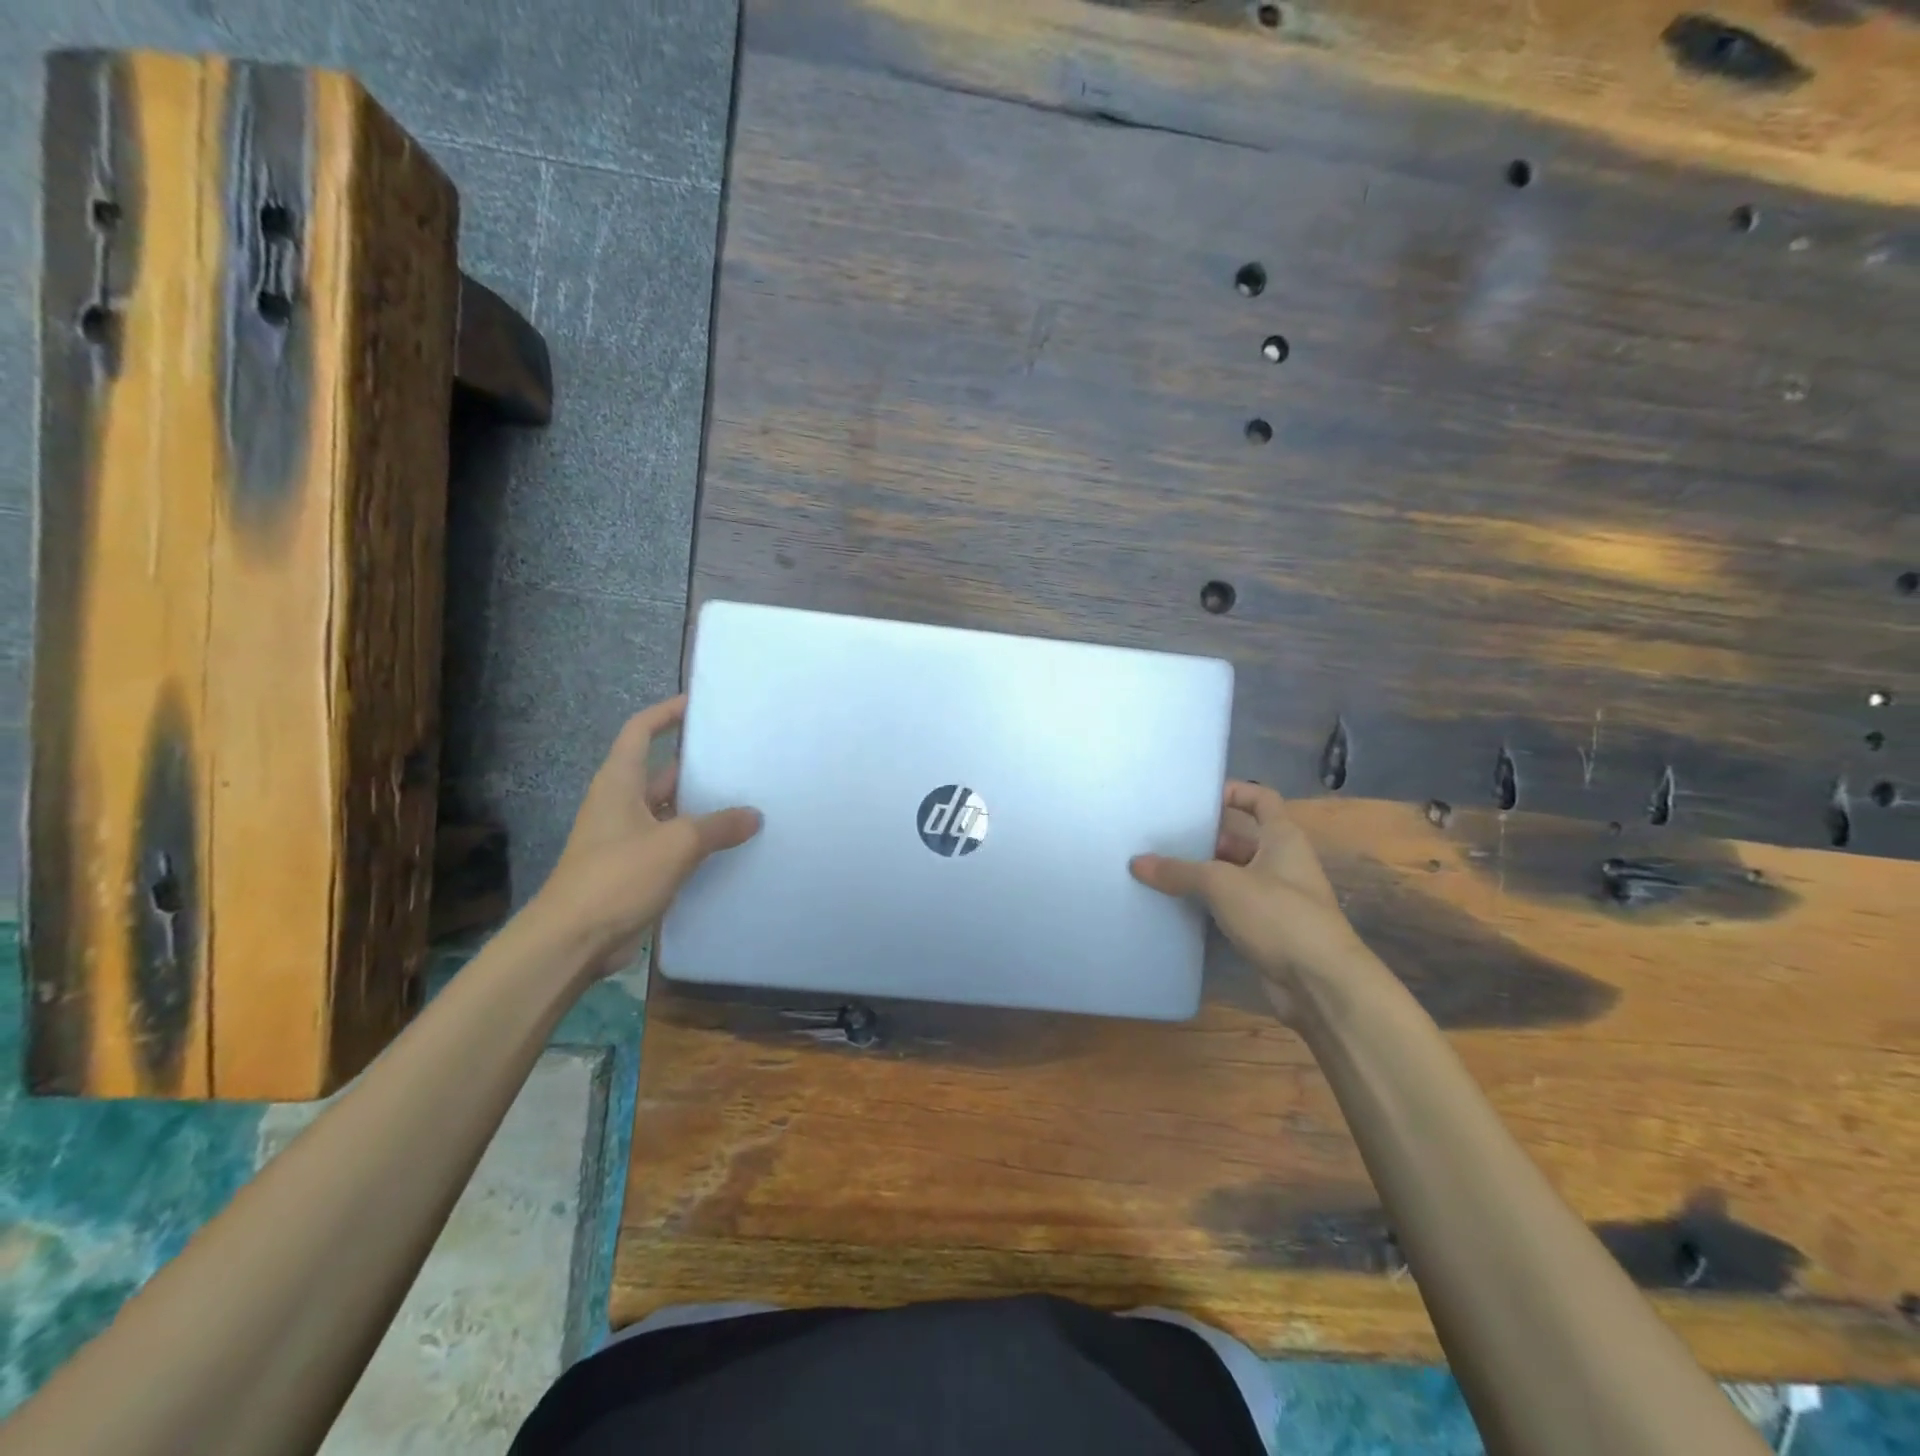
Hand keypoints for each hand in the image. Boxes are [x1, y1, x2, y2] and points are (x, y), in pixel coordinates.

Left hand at [532, 695, 759, 973]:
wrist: (573, 940)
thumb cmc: (618, 876)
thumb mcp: (676, 843)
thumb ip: (719, 826)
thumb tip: (753, 816)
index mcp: (619, 783)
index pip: (640, 731)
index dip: (666, 713)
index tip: (699, 705)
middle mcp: (621, 804)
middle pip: (662, 772)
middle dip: (698, 765)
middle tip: (742, 758)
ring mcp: (627, 839)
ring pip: (671, 812)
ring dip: (702, 808)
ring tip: (748, 799)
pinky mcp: (635, 870)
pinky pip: (672, 845)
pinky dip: (698, 843)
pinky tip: (731, 846)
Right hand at [1130, 781, 1364, 1020]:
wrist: (1320, 983)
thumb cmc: (1279, 916)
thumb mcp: (1223, 884)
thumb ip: (1179, 871)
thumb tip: (1136, 863)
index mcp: (1282, 838)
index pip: (1261, 798)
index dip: (1234, 791)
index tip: (1197, 797)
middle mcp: (1282, 863)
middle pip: (1241, 838)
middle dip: (1205, 837)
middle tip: (1163, 836)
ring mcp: (1276, 898)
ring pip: (1233, 875)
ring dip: (1203, 874)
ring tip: (1160, 868)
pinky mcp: (1267, 930)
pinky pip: (1231, 907)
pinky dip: (1208, 904)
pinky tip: (1176, 905)